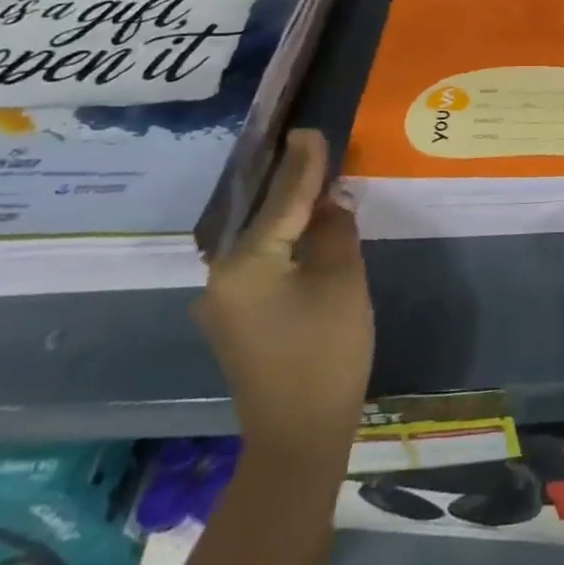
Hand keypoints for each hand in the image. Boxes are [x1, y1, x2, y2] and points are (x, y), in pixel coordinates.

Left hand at [194, 129, 373, 464]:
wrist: (300, 434)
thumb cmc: (327, 351)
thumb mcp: (342, 279)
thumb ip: (335, 230)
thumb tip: (330, 201)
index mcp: (244, 264)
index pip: (282, 200)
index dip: (304, 164)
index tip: (311, 130)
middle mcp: (220, 278)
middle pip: (265, 217)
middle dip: (291, 183)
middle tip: (315, 147)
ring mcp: (224, 302)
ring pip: (262, 240)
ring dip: (289, 212)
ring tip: (315, 179)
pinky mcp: (237, 319)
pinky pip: (262, 262)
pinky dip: (285, 240)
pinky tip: (305, 227)